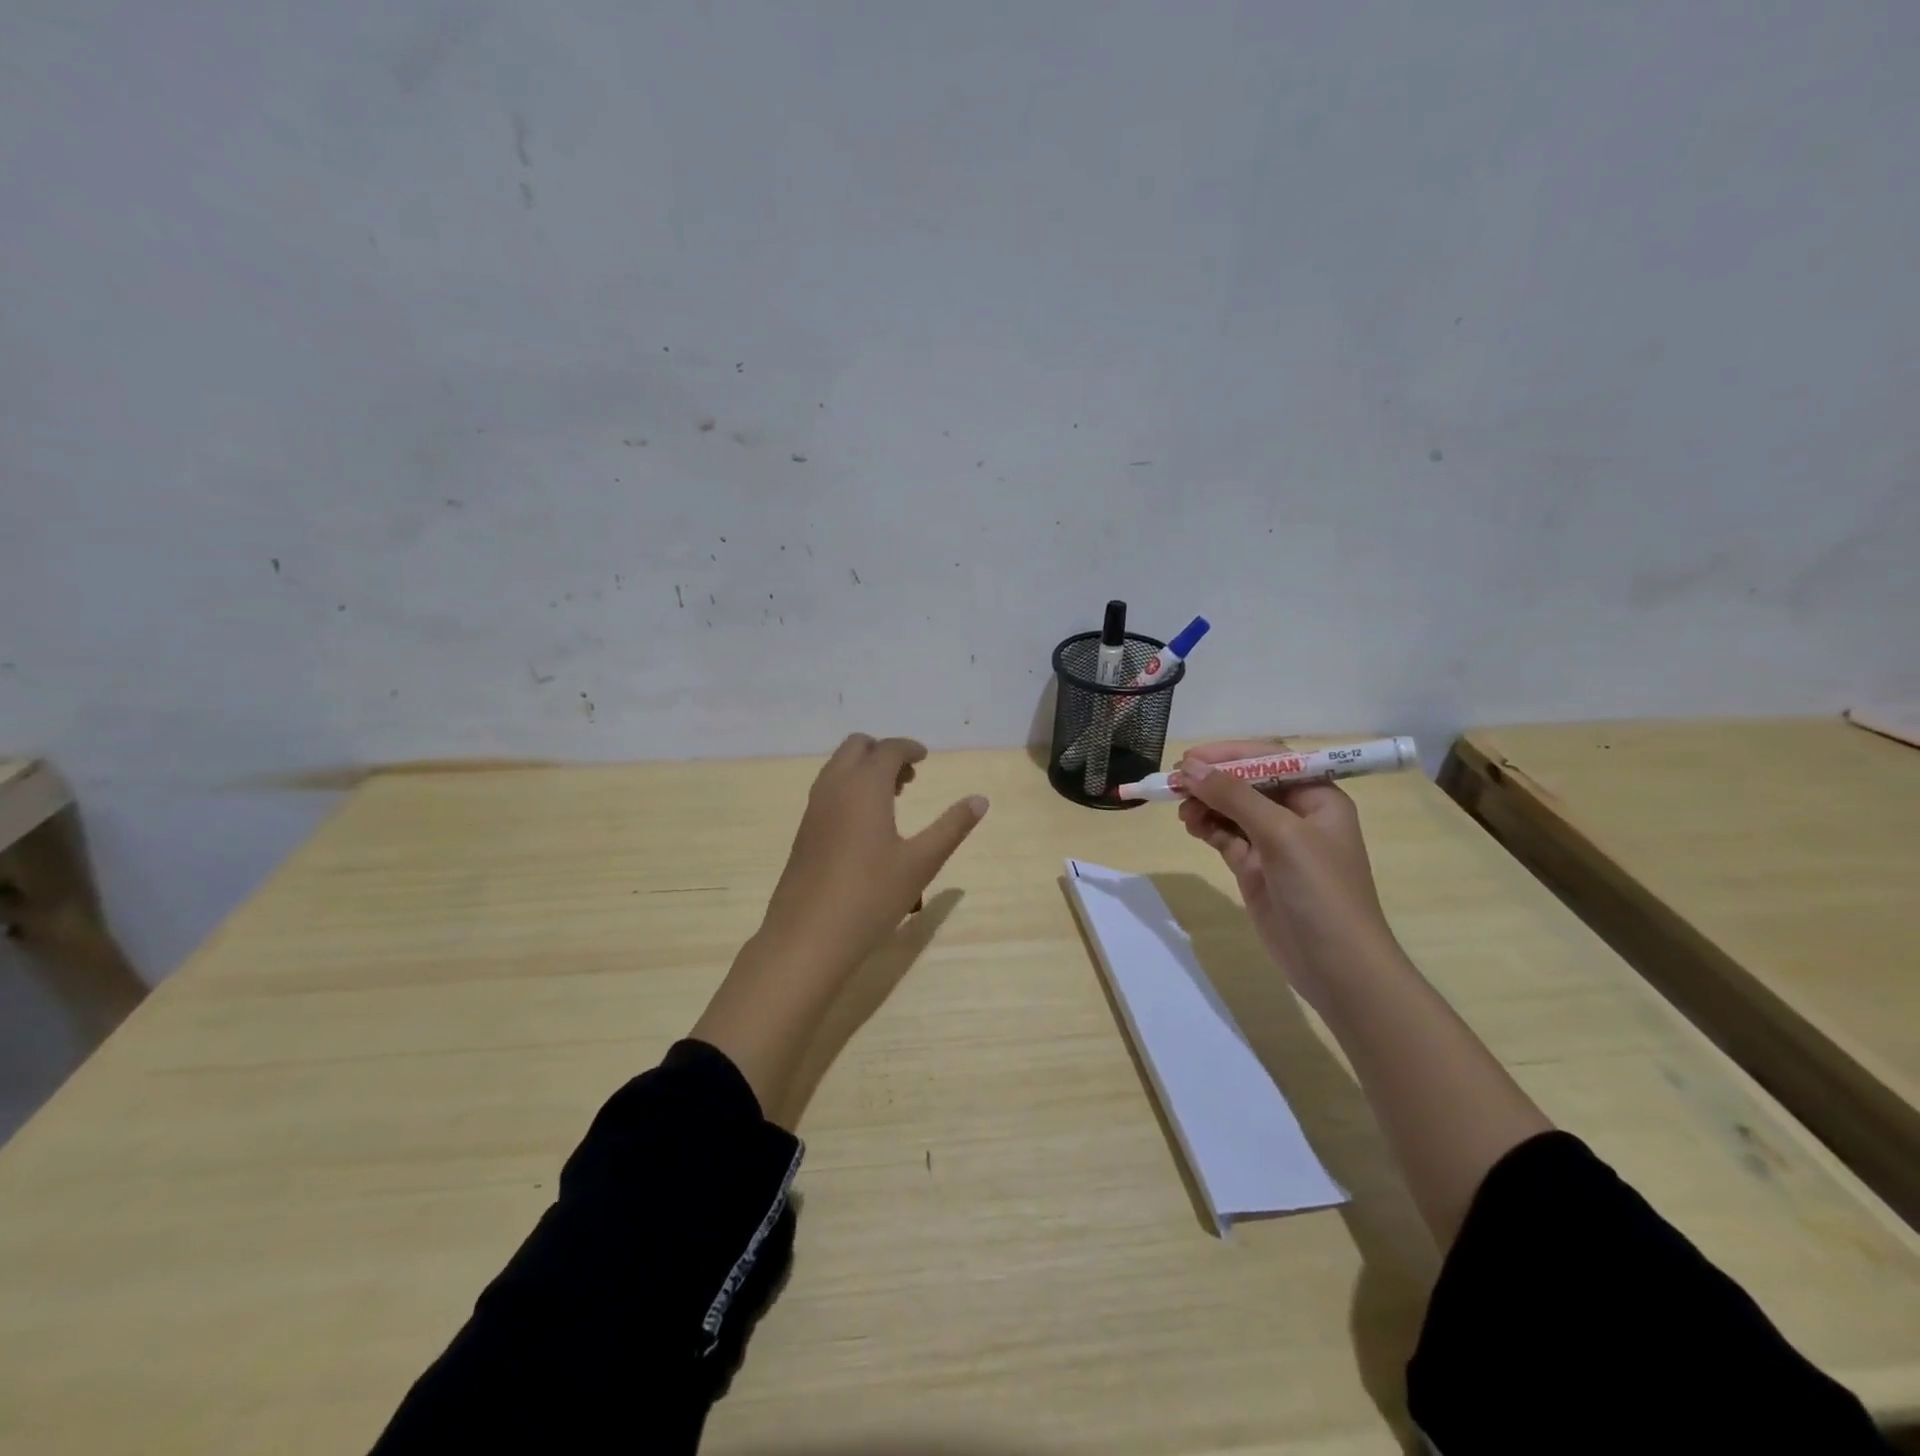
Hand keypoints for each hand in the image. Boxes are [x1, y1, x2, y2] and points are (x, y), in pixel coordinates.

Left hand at [755, 734, 988, 976]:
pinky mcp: (804, 830)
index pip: (888, 749)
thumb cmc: (871, 895)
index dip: (909, 748)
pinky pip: (828, 789)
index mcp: (865, 786)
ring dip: (864, 769)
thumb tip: (980, 799)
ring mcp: (814, 808)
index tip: (925, 758)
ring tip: (892, 798)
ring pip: (838, 767)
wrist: (807, 936)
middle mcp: (835, 786)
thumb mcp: (921, 862)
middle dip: (883, 752)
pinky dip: (848, 787)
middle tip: (908, 778)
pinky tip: (865, 824)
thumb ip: (952, 827)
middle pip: (856, 747)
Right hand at [1175, 740, 1397, 1011]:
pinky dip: (1207, 828)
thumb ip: (1235, 797)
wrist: (1337, 967)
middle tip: (1174, 783)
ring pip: (1232, 809)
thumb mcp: (1281, 835)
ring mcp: (1275, 844)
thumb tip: (1190, 768)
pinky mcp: (1256, 868)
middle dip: (1213, 780)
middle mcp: (1298, 815)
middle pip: (1248, 783)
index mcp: (1318, 798)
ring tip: (1182, 810)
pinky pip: (1226, 836)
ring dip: (1206, 804)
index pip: (1271, 760)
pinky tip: (1191, 826)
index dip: (1230, 755)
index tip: (1190, 758)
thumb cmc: (1320, 891)